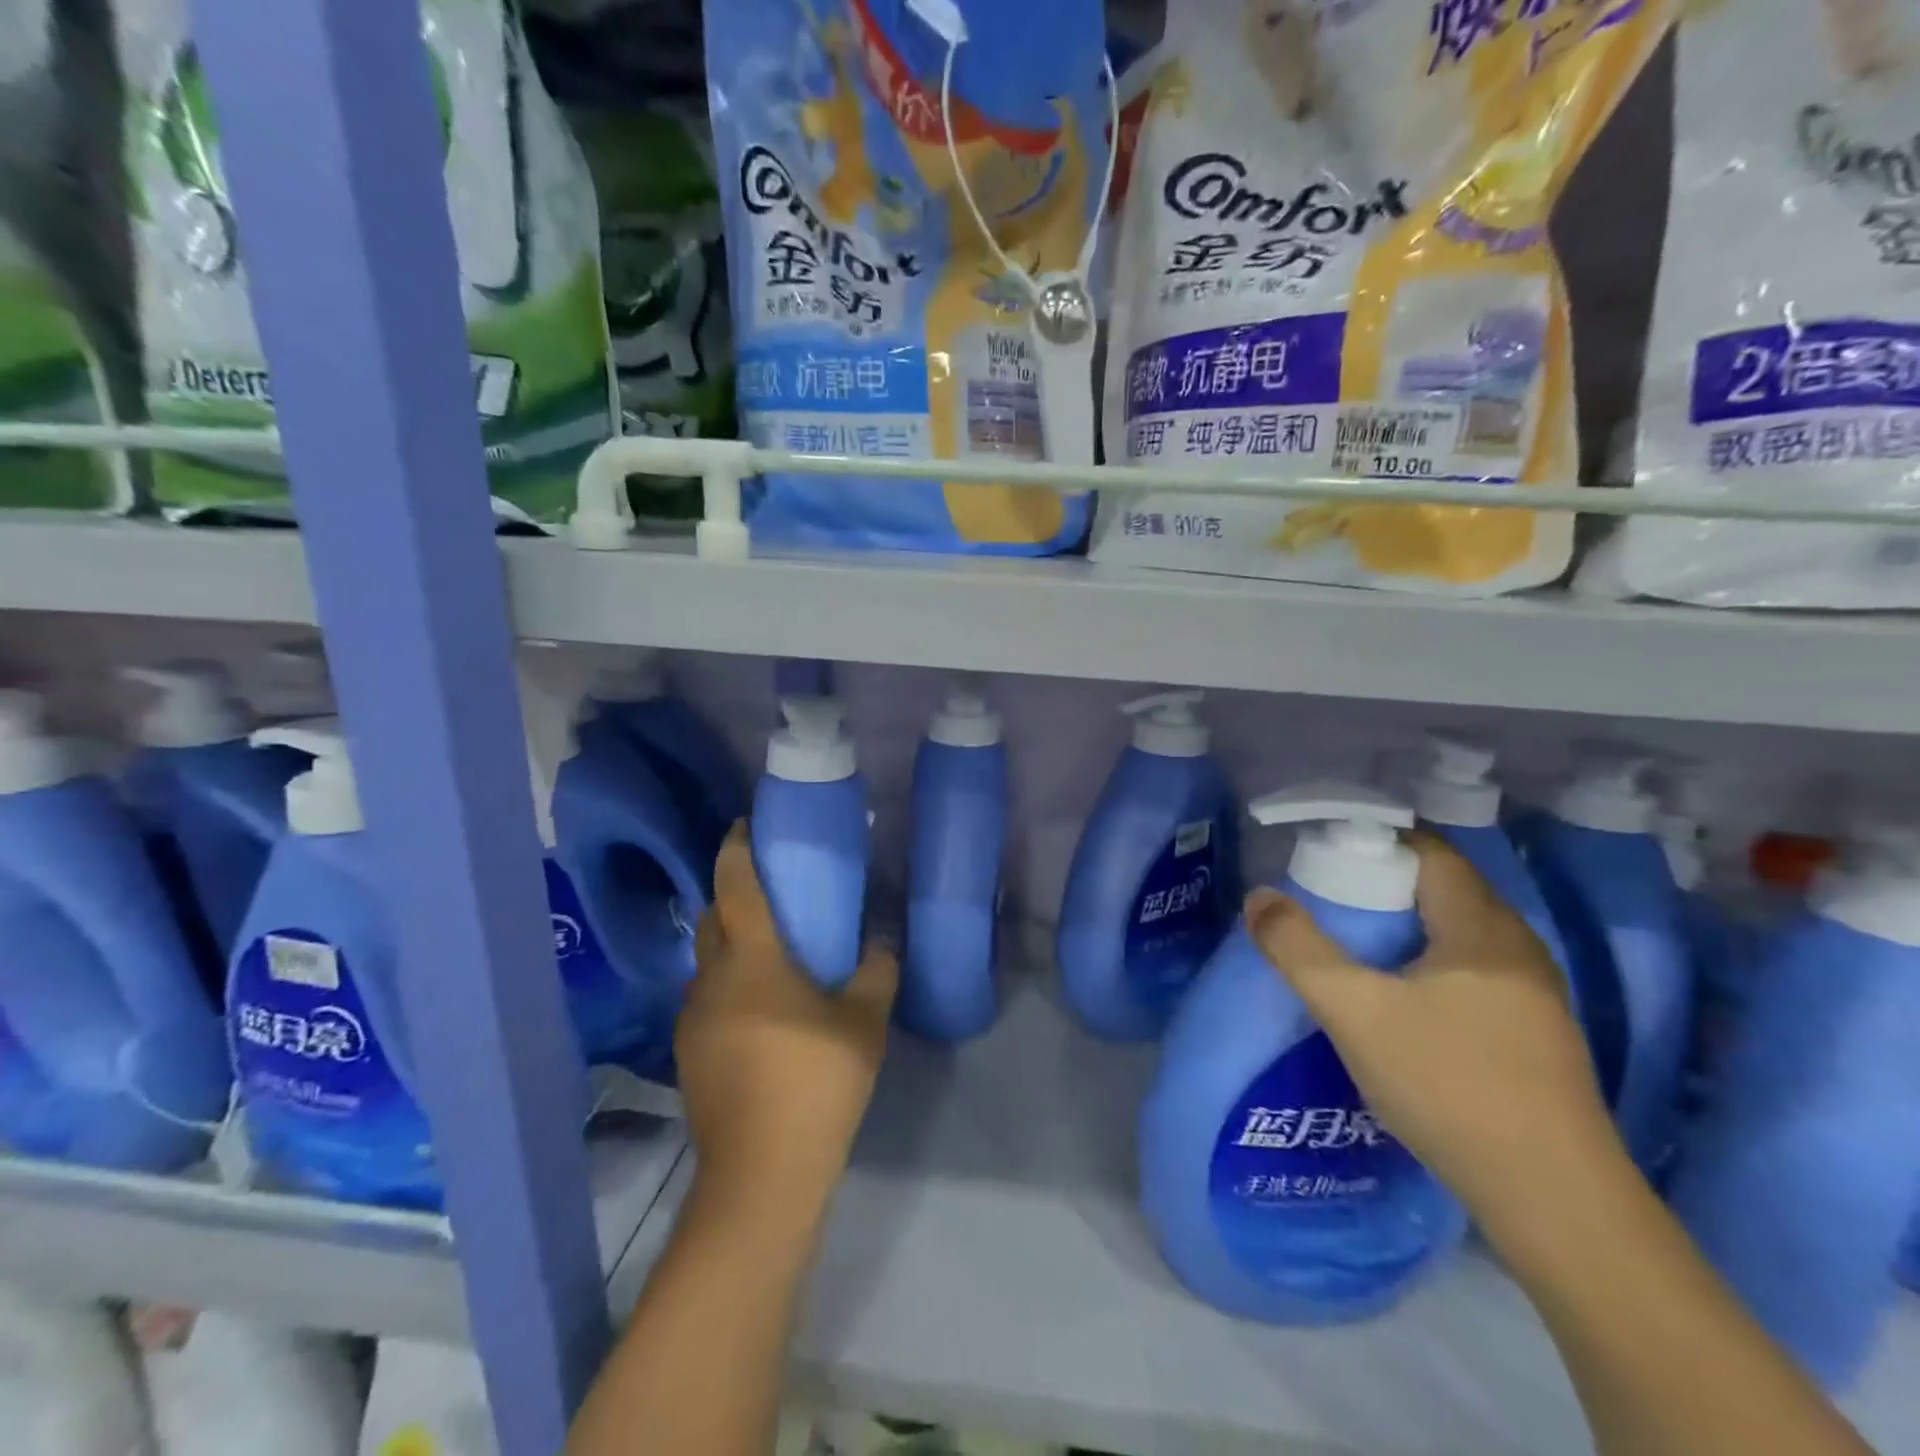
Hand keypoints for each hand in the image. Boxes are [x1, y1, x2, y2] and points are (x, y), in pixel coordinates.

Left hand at [679, 823, 896, 1213]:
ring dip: (731, 946)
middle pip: (713, 920)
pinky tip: (759, 1011)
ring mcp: (692, 1020)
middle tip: (772, 895)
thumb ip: (877, 972)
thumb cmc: (816, 1083)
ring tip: (771, 955)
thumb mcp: (865, 1023)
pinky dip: (728, 985)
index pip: (735, 887)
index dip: (735, 850)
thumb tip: (880, 943)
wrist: (761, 1175)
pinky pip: (706, 998)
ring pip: (707, 963)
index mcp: (751, 960)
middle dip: (733, 897)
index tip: (743, 826)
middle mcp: (711, 979)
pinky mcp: (689, 1054)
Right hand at [1245, 832, 1617, 1225]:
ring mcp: (1532, 994)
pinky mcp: (1532, 1034)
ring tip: (1351, 940)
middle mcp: (1517, 948)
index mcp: (1482, 928)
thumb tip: (1258, 898)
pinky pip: (1469, 969)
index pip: (1430, 851)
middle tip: (1325, 894)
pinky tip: (1397, 995)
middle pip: (1443, 888)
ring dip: (1404, 924)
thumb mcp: (1355, 1012)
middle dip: (1383, 881)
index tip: (1324, 849)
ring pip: (1457, 932)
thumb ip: (1298, 949)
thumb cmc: (1450, 1086)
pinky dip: (1426, 960)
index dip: (1376, 839)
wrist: (1554, 1202)